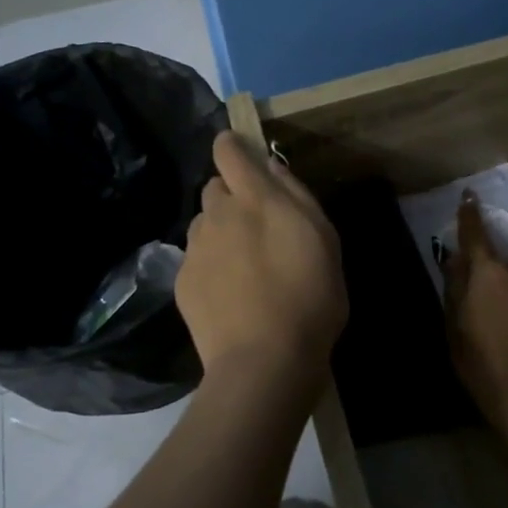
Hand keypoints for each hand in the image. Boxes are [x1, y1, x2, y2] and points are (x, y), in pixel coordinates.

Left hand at [176, 132, 346, 389]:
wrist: (264, 361)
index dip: (233, 146)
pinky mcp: (182, 281)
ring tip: (244, 265)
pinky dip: (210, 264)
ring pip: (203, 223)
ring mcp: (195, 248)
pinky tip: (230, 293)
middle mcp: (217, 215)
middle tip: (258, 227)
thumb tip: (271, 167)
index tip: (244, 156)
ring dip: (220, 231)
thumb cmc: (309, 298)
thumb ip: (296, 195)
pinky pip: (195, 257)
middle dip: (232, 197)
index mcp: (255, 199)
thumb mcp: (324, 239)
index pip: (228, 150)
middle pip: (214, 188)